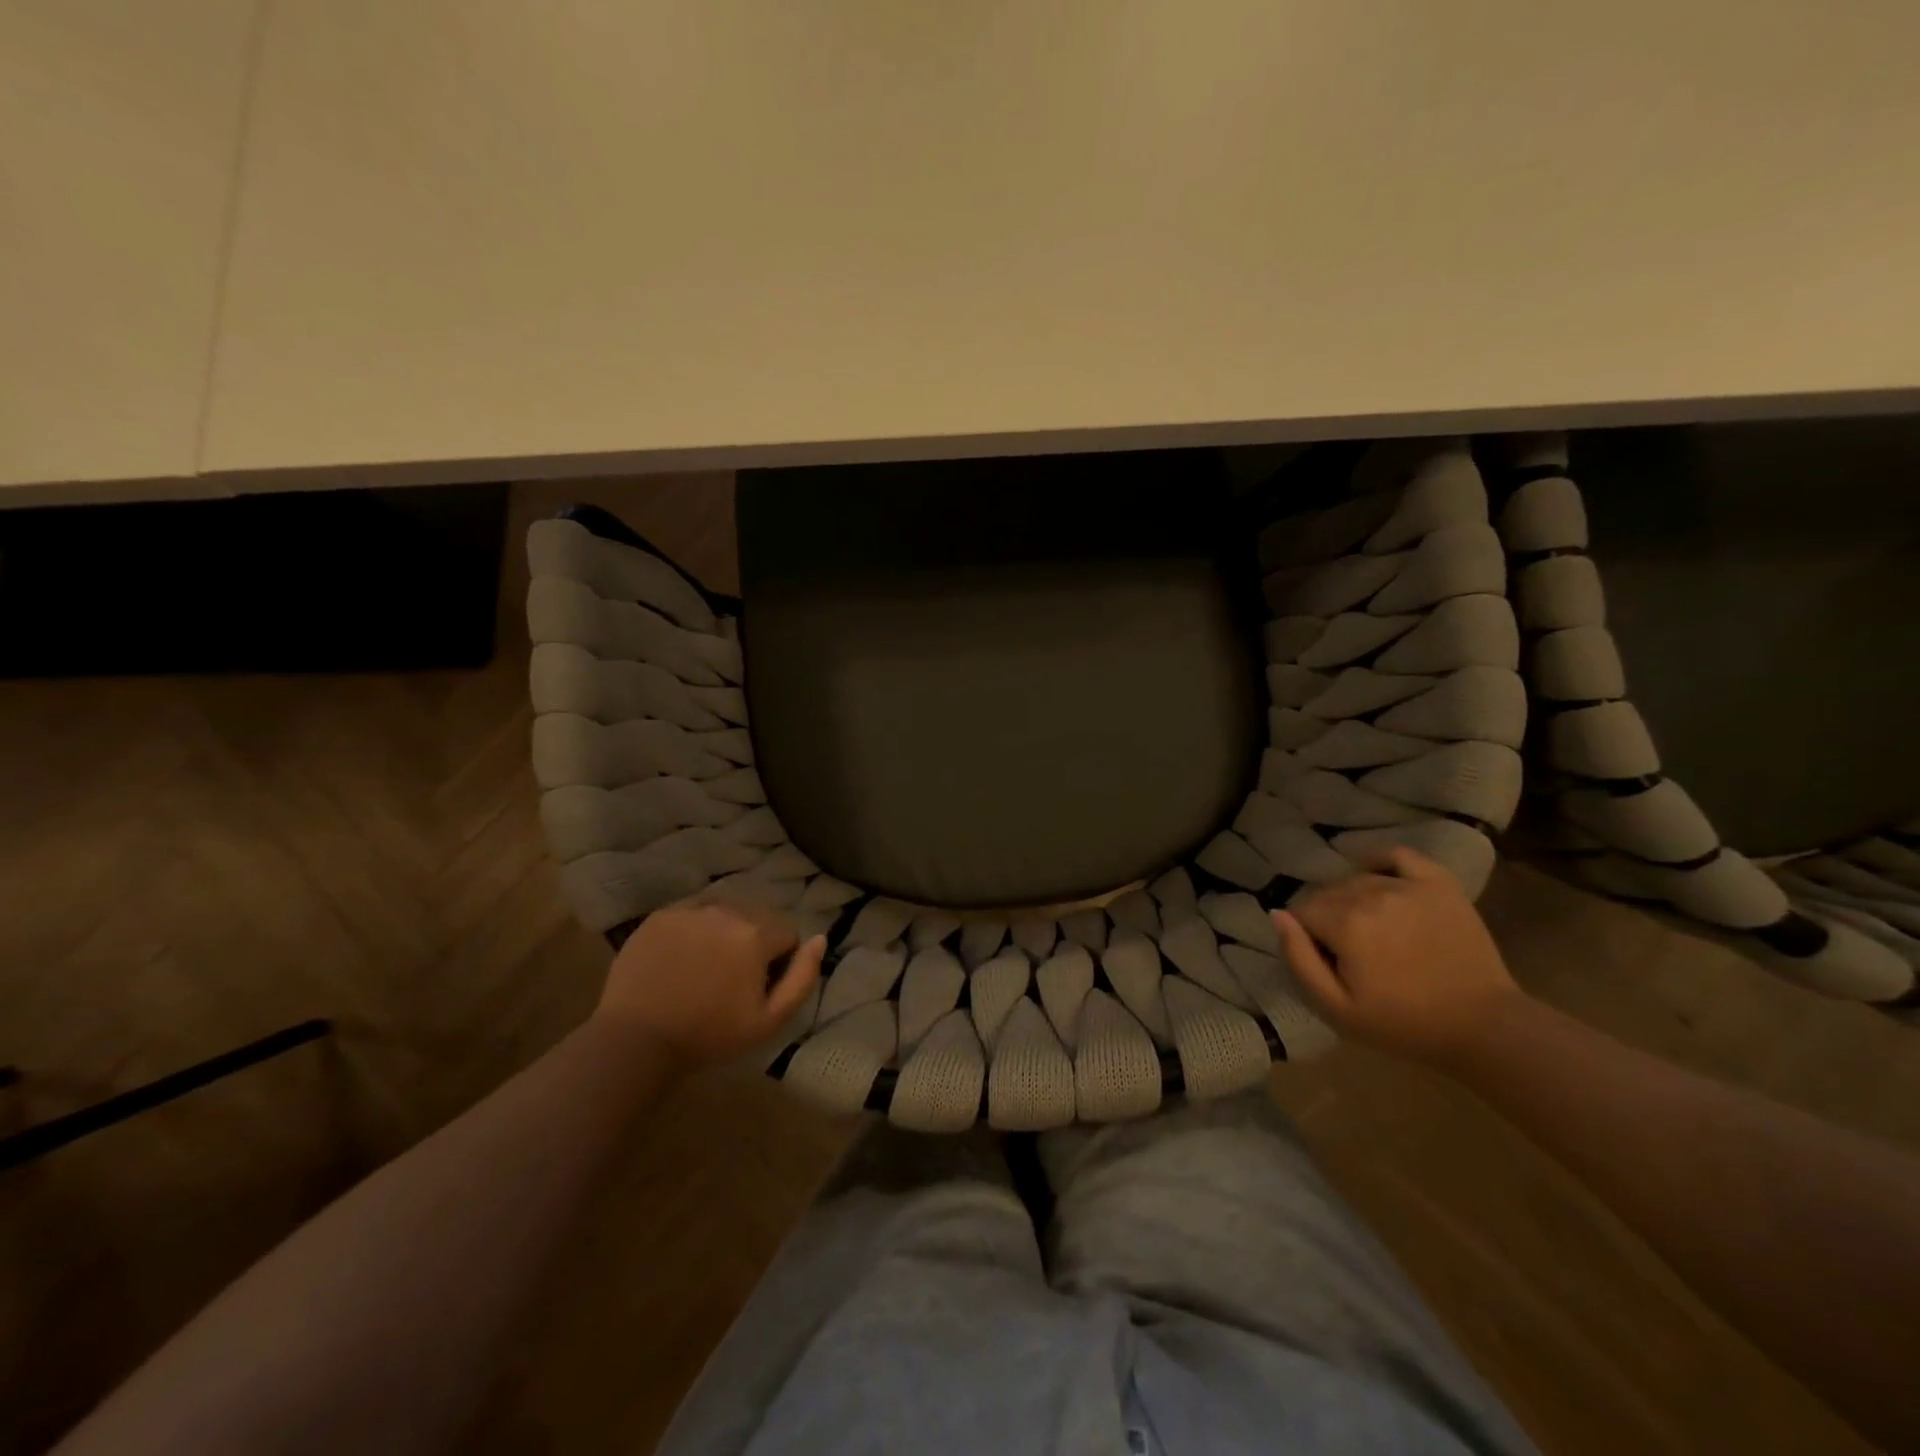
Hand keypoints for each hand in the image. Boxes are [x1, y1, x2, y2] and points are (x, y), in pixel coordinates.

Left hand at [594, 900, 824, 1071]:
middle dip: (754, 941)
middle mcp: (727, 910)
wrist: (637, 1040)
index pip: (788, 932)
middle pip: (758, 917)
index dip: (780, 960)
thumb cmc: (709, 1035)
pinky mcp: (661, 915)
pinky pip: (693, 912)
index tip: (760, 986)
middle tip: (732, 978)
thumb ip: (803, 977)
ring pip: (725, 911)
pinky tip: (682, 957)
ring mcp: (691, 909)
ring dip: (725, 931)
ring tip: (706, 966)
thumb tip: (820, 939)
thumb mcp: (770, 1020)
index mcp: (757, 933)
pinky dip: (695, 928)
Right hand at [1272, 847, 1523, 1065]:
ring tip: (1369, 928)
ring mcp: (1408, 885)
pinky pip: (1398, 855)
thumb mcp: (1336, 1008)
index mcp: (1346, 924)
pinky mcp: (1439, 883)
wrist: (1483, 1027)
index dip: (1306, 937)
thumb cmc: (1403, 1024)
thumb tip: (1278, 915)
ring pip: (1357, 879)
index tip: (1326, 961)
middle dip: (1327, 917)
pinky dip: (1380, 862)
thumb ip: (1298, 959)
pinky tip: (1377, 878)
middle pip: (1327, 893)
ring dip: (1352, 899)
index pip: (1302, 912)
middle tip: (1348, 951)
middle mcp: (1372, 894)